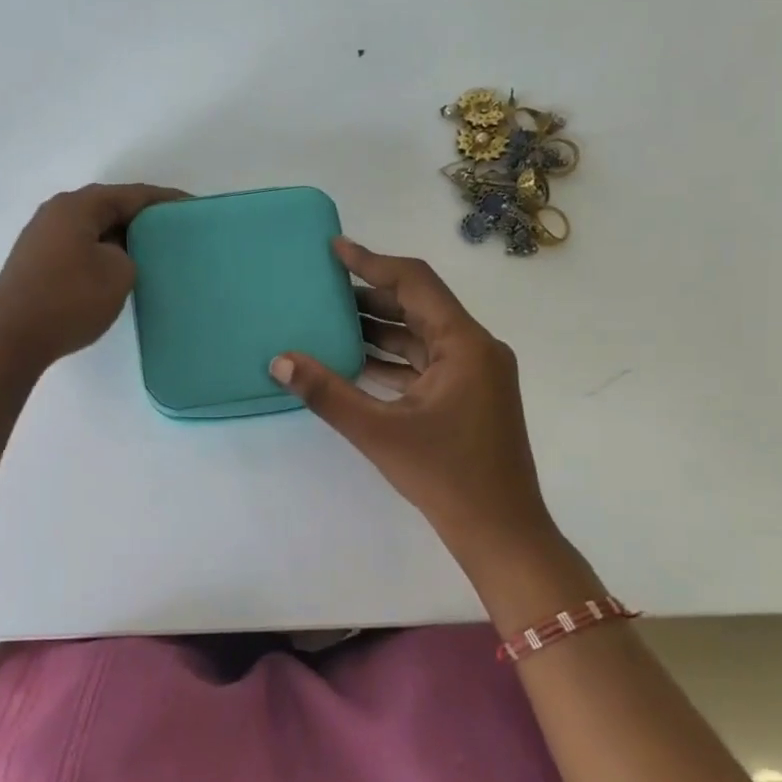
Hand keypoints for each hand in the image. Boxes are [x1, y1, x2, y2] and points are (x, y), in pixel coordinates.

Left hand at [0, 183, 187, 366]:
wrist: (10, 338)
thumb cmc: (69, 300)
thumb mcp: (118, 273)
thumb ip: (128, 254)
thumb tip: (114, 255)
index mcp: (78, 206)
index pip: (132, 195)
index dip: (165, 201)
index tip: (193, 208)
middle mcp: (56, 213)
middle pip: (109, 208)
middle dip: (142, 219)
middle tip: (174, 234)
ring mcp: (42, 238)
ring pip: (93, 230)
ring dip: (121, 239)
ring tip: (150, 255)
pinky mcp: (36, 263)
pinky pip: (79, 248)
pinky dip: (102, 255)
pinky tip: (116, 273)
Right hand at [271, 238, 571, 590]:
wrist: (501, 532)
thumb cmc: (446, 477)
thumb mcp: (379, 432)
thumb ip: (327, 393)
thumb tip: (280, 361)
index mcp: (464, 344)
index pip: (415, 283)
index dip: (372, 262)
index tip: (334, 249)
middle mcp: (475, 349)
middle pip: (418, 306)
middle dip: (370, 295)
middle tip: (322, 287)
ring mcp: (475, 374)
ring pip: (420, 336)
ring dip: (379, 328)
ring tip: (329, 319)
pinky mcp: (468, 397)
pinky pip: (425, 363)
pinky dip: (391, 359)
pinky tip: (354, 361)